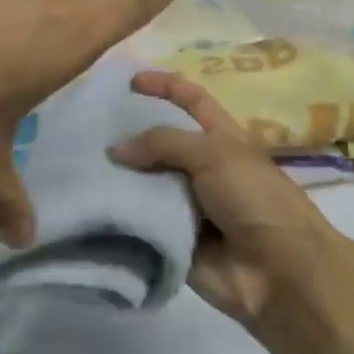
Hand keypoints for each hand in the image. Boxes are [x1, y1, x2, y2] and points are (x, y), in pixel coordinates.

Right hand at [110, 70, 342, 325]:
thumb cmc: (255, 200)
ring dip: (117, 177)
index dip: (164, 86)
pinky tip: (87, 206)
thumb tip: (115, 149)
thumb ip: (164, 143)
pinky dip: (119, 216)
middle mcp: (204, 169)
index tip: (128, 81)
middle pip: (161, 143)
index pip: (191, 101)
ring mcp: (187, 206)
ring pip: (145, 183)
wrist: (277, 272)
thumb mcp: (214, 155)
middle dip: (129, 134)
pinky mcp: (172, 240)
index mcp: (223, 139)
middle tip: (85, 128)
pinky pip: (140, 223)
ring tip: (76, 165)